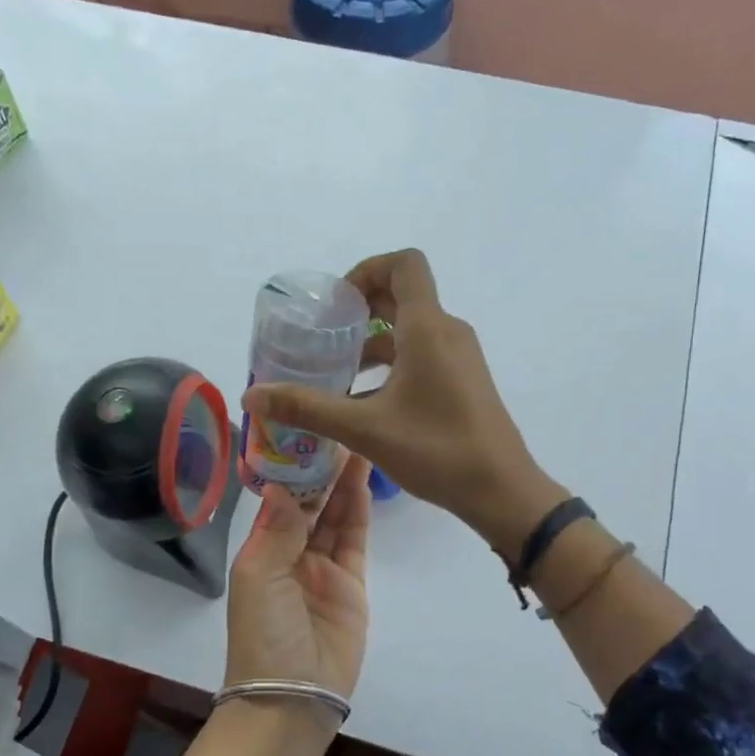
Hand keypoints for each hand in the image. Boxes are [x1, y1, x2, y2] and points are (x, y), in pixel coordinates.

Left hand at [225, 454, 371, 698]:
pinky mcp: (351, 583)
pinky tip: (362, 480)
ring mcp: (323, 568)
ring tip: (355, 443)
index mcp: (261, 550)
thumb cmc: (264, 633)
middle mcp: (291, 553)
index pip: (278, 499)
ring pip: (334, 515)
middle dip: (321, 469)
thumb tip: (278, 483)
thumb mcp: (259, 577)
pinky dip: (358, 510)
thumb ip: (276, 530)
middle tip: (337, 428)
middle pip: (309, 503)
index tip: (303, 432)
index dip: (290, 468)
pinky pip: (354, 539)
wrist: (293, 696)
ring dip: (342, 483)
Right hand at [241, 250, 567, 555]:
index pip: (404, 264)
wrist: (502, 490)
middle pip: (402, 296)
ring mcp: (459, 358)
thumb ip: (307, 408)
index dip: (367, 270)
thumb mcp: (365, 429)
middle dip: (360, 310)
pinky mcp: (463, 381)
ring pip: (410, 330)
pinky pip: (422, 356)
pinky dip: (391, 365)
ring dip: (372, 343)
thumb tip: (253, 396)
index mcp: (428, 328)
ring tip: (336, 374)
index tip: (336, 304)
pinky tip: (364, 402)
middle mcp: (447, 332)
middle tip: (323, 337)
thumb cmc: (436, 450)